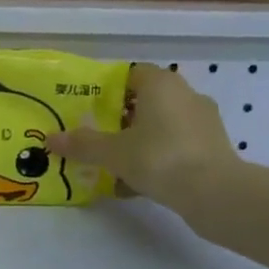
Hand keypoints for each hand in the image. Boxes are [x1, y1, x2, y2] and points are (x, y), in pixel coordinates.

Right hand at [48, 64, 243, 209]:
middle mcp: (186, 96)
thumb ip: (82, 144)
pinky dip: (156, 161)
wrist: (217, 194)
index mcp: (162, 85)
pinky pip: (174, 148)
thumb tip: (51, 139)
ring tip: (112, 165)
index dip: (108, 89)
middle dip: (120, 120)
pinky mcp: (212, 150)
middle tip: (96, 137)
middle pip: (144, 102)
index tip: (88, 109)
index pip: (131, 74)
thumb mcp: (113, 152)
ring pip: (160, 127)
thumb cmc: (160, 158)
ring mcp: (202, 123)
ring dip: (137, 143)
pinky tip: (135, 185)